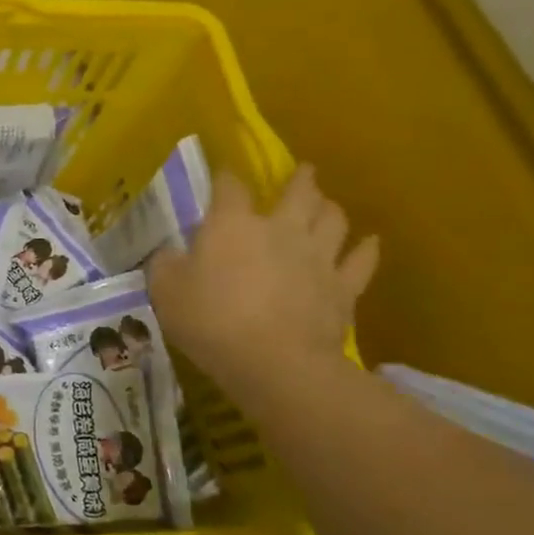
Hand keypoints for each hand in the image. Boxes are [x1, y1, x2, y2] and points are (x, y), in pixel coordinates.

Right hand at [147, 164, 377, 391]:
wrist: (275, 362)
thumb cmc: (211, 319)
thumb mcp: (165, 290)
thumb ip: (165, 264)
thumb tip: (170, 253)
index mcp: (232, 224)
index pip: (229, 186)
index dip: (225, 177)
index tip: (222, 175)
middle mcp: (280, 229)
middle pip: (298, 192)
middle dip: (300, 179)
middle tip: (303, 172)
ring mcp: (318, 256)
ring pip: (333, 219)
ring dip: (330, 208)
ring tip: (327, 205)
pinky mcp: (344, 287)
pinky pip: (362, 260)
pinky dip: (366, 249)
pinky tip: (368, 243)